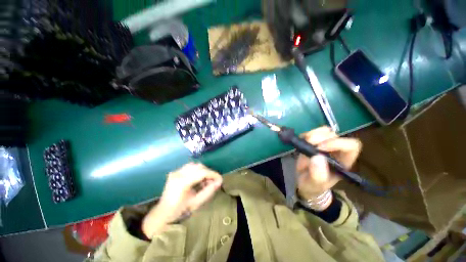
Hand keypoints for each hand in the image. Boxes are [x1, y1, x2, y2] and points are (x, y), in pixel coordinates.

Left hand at [142, 163, 221, 238]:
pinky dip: (196, 171)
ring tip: (205, 181)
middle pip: (199, 166)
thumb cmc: (179, 211)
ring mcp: (175, 172)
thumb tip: (219, 182)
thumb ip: (208, 191)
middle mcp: (178, 174)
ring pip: (194, 165)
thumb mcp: (196, 203)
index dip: (213, 174)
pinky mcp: (175, 172)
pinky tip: (197, 179)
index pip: (202, 172)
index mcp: (182, 182)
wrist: (162, 214)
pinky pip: (189, 167)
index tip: (220, 179)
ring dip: (203, 171)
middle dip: (208, 172)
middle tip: (212, 181)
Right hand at [296, 126, 361, 202]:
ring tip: (304, 141)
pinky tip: (301, 139)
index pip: (351, 146)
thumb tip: (317, 157)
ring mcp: (325, 145)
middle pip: (335, 136)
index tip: (319, 148)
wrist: (305, 182)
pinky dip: (307, 133)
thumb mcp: (315, 184)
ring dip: (313, 133)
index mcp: (342, 162)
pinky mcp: (314, 142)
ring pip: (325, 131)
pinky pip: (314, 132)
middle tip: (308, 143)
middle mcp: (336, 151)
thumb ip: (318, 175)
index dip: (337, 143)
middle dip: (320, 137)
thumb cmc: (313, 186)